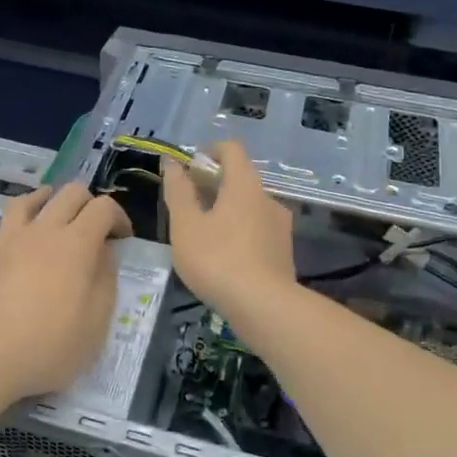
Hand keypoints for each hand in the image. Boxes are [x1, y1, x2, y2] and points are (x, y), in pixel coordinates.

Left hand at [0, 183, 131, 401]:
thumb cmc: (48, 345)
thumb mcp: (96, 323)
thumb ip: (105, 281)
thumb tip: (104, 254)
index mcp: (76, 243)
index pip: (102, 207)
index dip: (119, 217)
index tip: (123, 239)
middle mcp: (42, 231)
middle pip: (68, 193)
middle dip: (87, 202)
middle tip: (94, 227)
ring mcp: (8, 241)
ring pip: (26, 201)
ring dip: (44, 201)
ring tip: (52, 214)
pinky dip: (7, 231)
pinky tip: (12, 244)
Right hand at [162, 139, 295, 321]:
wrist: (263, 307)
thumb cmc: (217, 259)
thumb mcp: (186, 225)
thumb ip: (178, 191)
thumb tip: (173, 163)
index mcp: (244, 184)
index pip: (231, 149)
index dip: (208, 151)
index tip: (189, 169)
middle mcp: (268, 197)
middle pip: (240, 177)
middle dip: (213, 184)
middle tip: (188, 205)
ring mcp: (280, 225)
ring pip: (249, 206)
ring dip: (227, 210)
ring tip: (203, 234)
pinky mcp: (284, 251)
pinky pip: (258, 229)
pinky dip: (239, 232)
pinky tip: (224, 257)